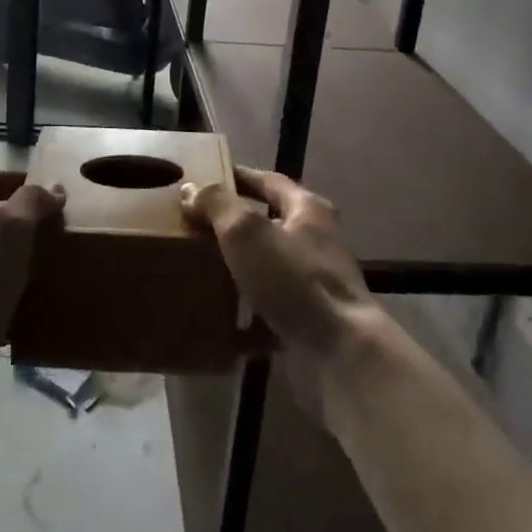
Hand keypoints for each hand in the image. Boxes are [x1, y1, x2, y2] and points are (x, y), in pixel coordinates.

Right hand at [181, 166, 379, 404]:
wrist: (340, 353)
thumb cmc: (293, 279)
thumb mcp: (246, 231)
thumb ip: (217, 205)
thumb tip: (191, 189)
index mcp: (307, 210)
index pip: (269, 181)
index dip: (237, 178)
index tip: (205, 181)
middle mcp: (316, 241)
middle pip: (269, 223)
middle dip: (234, 225)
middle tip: (195, 227)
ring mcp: (315, 283)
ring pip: (268, 267)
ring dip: (239, 268)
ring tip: (200, 269)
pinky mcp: (310, 321)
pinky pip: (270, 309)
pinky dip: (246, 312)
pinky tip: (219, 317)